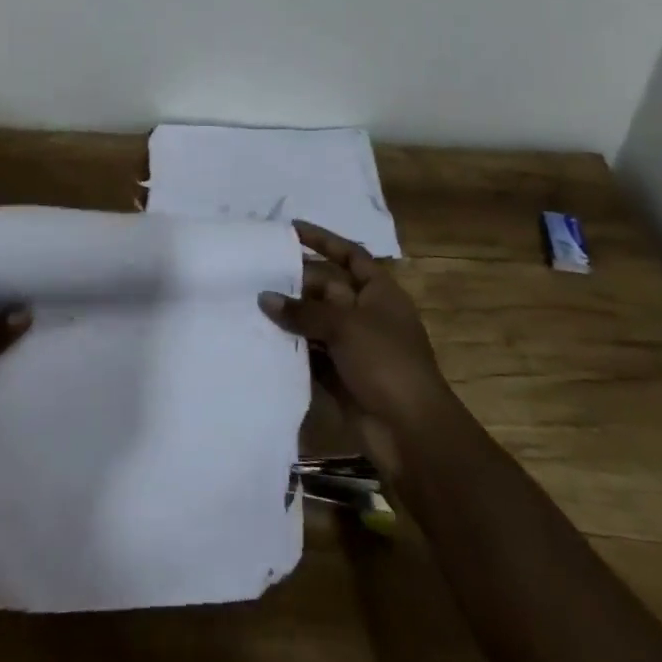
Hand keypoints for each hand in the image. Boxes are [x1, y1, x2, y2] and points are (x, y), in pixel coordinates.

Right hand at [260, 221, 457, 473]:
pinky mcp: (340, 376)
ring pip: (316, 322)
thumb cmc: (386, 362)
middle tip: (257, 273)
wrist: (411, 433)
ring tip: (250, 303)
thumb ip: (303, 311)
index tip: (291, 228)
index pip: (349, 255)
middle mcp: (366, 314)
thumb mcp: (345, 325)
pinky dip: (291, 348)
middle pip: (327, 288)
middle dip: (296, 281)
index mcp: (379, 292)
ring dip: (290, 316)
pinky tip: (262, 340)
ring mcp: (353, 347)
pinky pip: (311, 354)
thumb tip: (265, 297)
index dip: (323, 240)